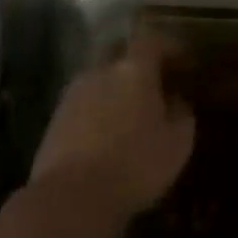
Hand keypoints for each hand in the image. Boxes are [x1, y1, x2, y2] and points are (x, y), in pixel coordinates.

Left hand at [30, 33, 194, 219]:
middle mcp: (100, 72)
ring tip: (131, 114)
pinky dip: (98, 110)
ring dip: (115, 88)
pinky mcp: (55, 120)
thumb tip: (176, 101)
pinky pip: (84, 103)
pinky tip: (108, 134)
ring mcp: (72, 94)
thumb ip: (181, 114)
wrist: (71, 198)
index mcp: (133, 70)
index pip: (151, 40)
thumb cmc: (135, 164)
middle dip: (137, 62)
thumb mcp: (177, 143)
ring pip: (99, 78)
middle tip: (155, 84)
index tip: (183, 62)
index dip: (168, 47)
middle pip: (118, 52)